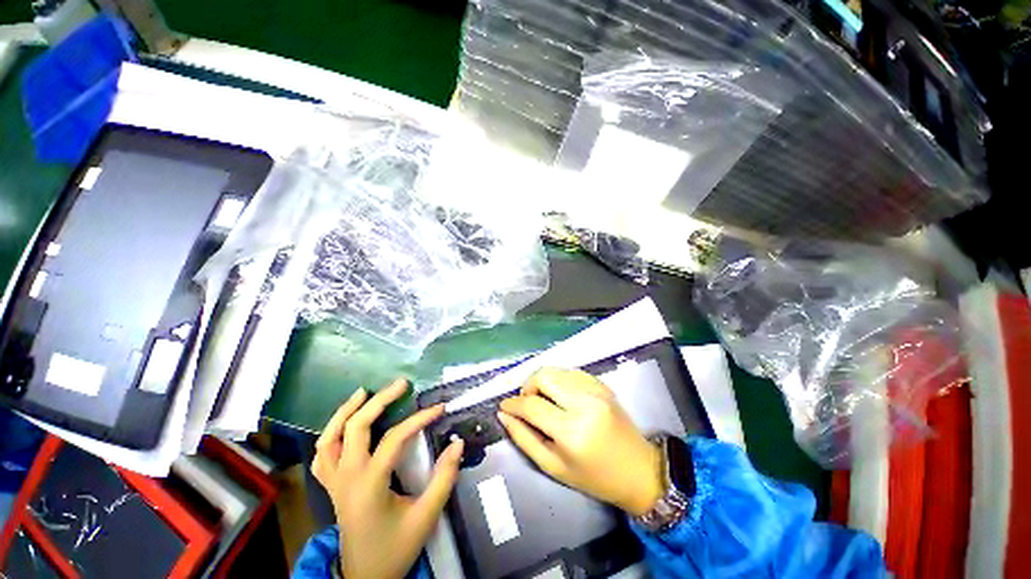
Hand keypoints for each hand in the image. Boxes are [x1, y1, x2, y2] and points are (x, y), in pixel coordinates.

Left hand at [311, 379, 463, 578]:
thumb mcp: (426, 516)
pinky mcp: (331, 487)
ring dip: (345, 412)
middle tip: (400, 384)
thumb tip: (457, 443)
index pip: (395, 438)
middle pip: (356, 427)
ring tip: (364, 392)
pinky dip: (330, 436)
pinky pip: (322, 456)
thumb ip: (444, 478)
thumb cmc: (395, 548)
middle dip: (379, 401)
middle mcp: (347, 477)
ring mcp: (334, 482)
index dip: (420, 419)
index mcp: (370, 484)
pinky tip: (343, 426)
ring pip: (329, 438)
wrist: (364, 578)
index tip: (439, 407)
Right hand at [498, 368, 663, 516]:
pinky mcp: (603, 385)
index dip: (513, 403)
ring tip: (542, 399)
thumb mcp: (553, 466)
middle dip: (528, 386)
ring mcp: (596, 390)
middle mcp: (584, 403)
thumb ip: (524, 438)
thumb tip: (504, 415)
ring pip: (556, 370)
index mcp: (571, 431)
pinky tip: (559, 395)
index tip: (504, 406)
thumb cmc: (593, 477)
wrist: (638, 470)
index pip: (532, 405)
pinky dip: (559, 379)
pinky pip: (572, 372)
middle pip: (544, 376)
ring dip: (542, 381)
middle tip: (526, 403)